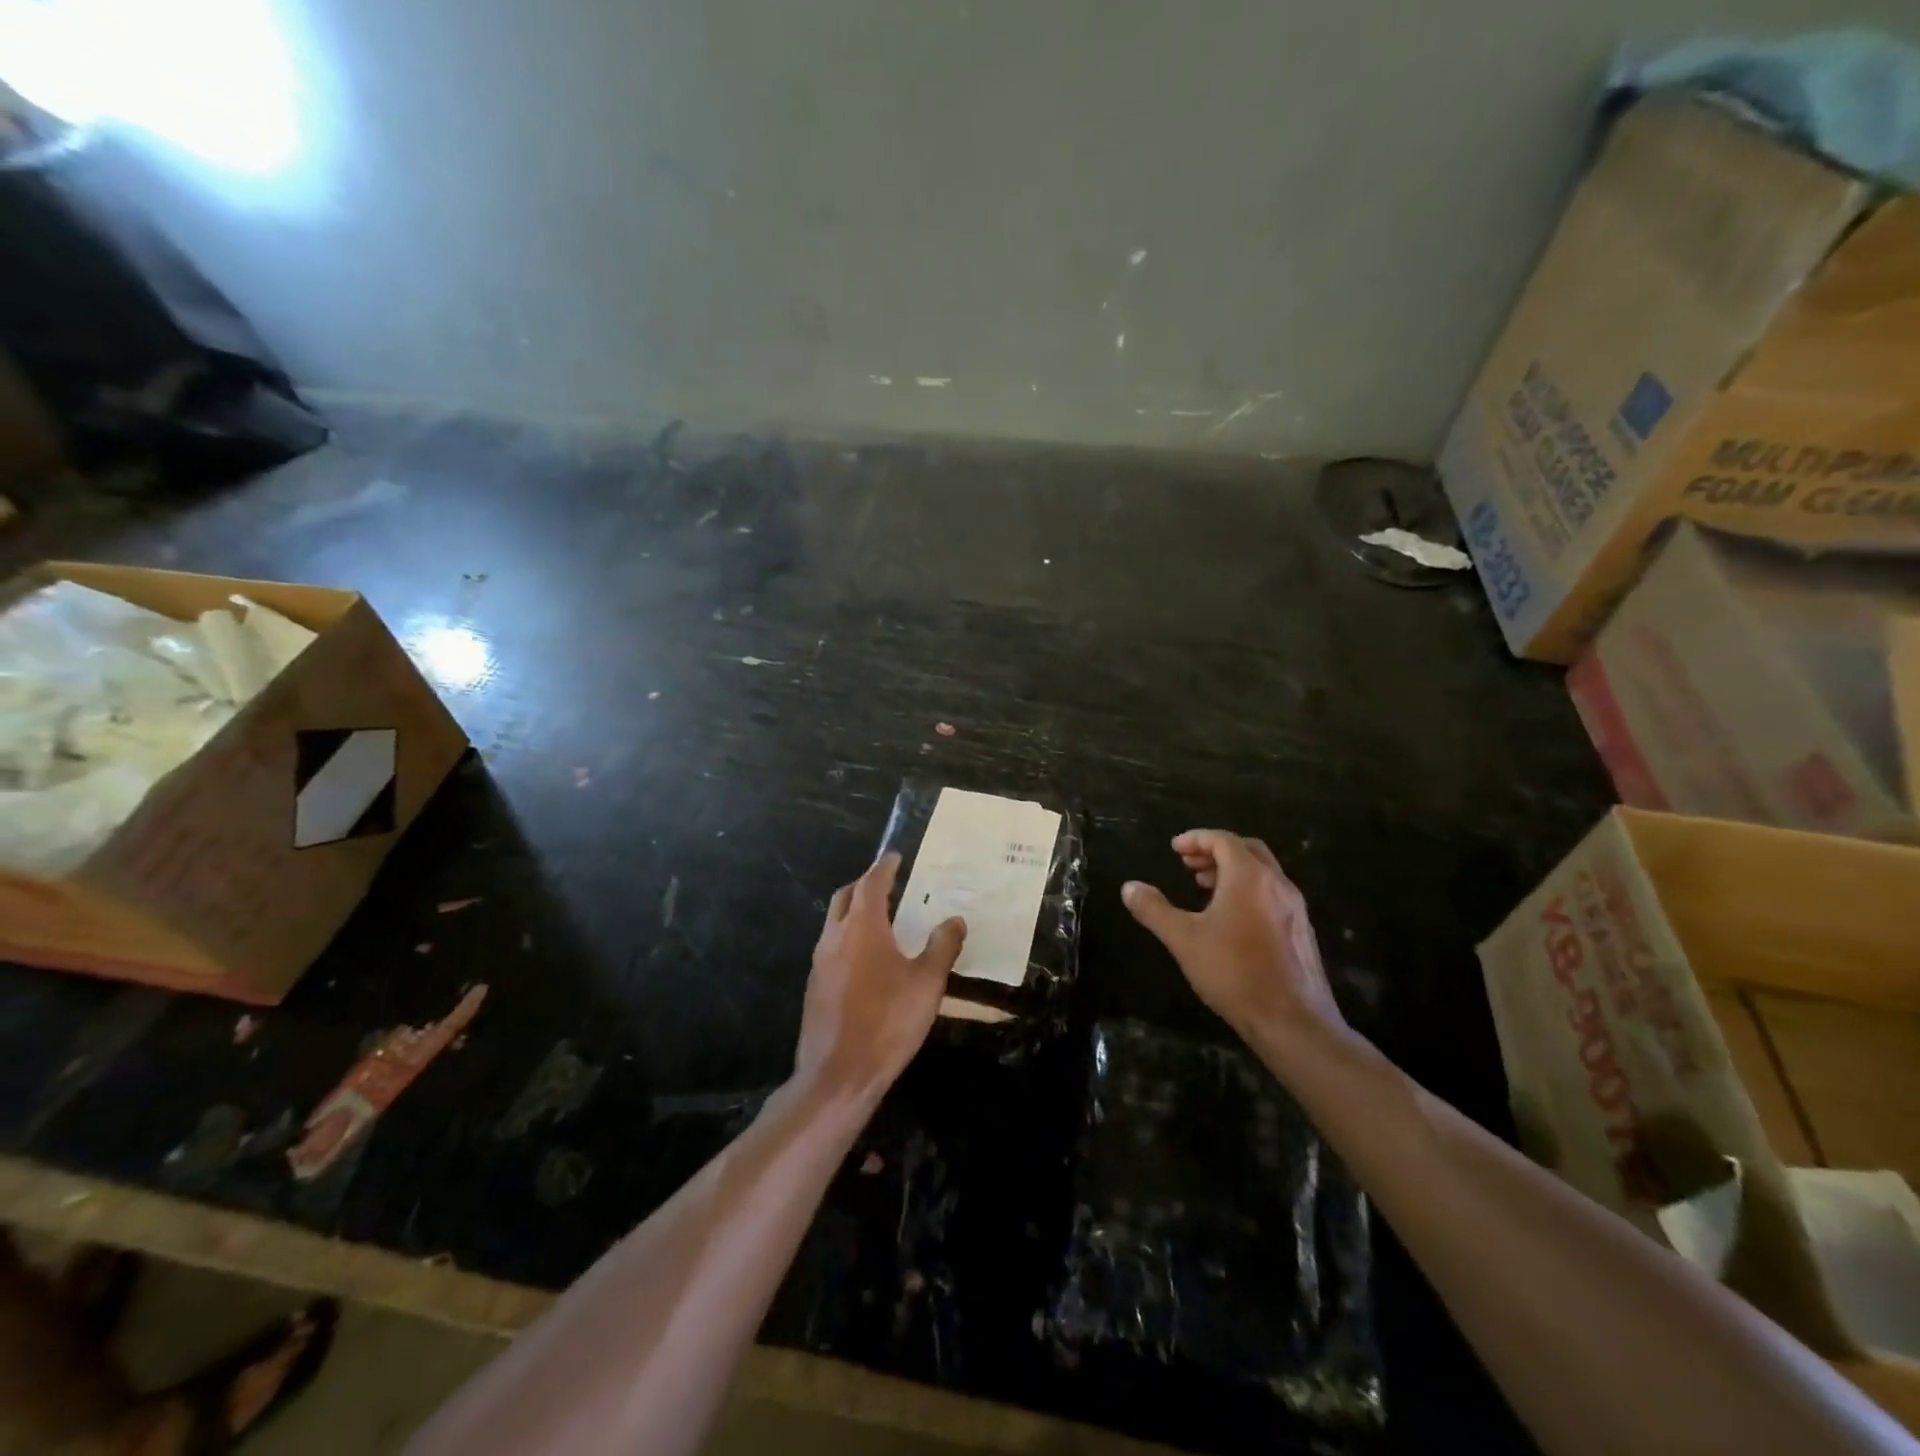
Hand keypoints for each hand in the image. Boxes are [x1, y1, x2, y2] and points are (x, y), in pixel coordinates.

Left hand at [794, 854, 966, 1098]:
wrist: (838, 1074)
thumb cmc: (888, 1021)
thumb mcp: (927, 984)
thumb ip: (942, 947)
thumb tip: (954, 921)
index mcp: (862, 927)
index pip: (871, 883)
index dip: (884, 868)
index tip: (895, 856)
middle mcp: (835, 937)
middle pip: (846, 897)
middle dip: (864, 885)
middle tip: (887, 884)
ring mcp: (820, 962)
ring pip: (835, 923)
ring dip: (854, 912)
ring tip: (881, 920)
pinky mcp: (815, 987)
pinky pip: (831, 948)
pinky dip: (848, 938)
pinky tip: (866, 960)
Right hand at [1122, 830, 1345, 1045]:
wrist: (1293, 1022)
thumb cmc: (1234, 973)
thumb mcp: (1183, 940)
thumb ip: (1154, 910)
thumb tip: (1129, 887)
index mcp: (1249, 877)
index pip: (1223, 840)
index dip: (1196, 839)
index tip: (1174, 848)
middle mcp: (1277, 883)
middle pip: (1247, 849)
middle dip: (1215, 850)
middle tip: (1189, 864)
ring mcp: (1294, 907)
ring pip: (1262, 872)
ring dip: (1233, 870)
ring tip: (1205, 888)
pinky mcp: (1301, 930)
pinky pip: (1272, 893)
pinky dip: (1249, 890)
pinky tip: (1231, 919)